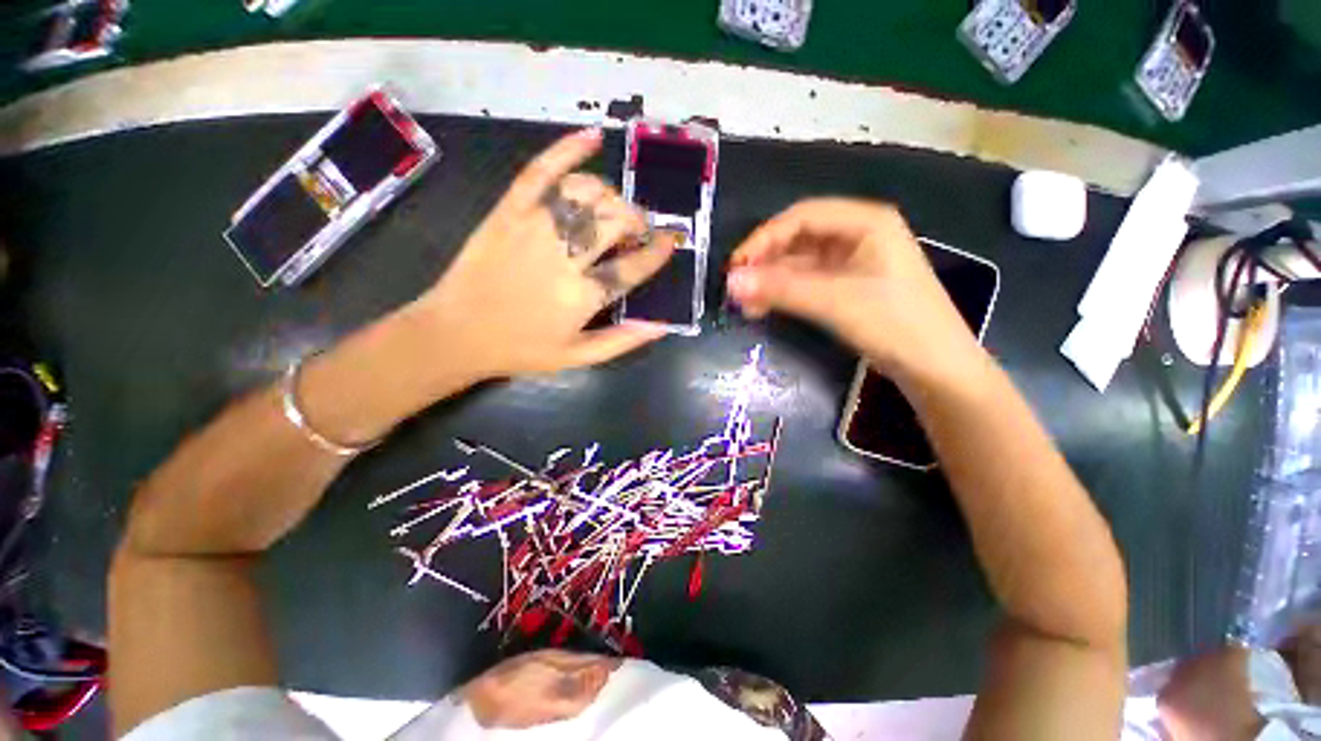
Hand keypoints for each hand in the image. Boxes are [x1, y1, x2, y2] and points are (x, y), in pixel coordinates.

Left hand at [415, 129, 678, 380]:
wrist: (456, 333)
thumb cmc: (522, 348)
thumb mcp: (578, 357)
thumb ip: (622, 341)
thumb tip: (663, 326)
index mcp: (582, 297)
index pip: (633, 266)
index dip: (657, 252)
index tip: (670, 243)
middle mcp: (563, 257)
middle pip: (615, 221)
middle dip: (638, 220)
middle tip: (640, 230)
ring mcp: (534, 228)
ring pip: (587, 193)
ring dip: (611, 196)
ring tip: (614, 209)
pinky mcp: (509, 210)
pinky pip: (541, 170)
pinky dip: (568, 148)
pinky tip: (593, 136)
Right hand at [726, 198, 982, 384]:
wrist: (935, 368)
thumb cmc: (894, 324)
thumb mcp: (834, 301)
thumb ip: (781, 289)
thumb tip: (730, 282)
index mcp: (865, 222)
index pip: (801, 217)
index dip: (764, 238)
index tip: (736, 266)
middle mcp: (857, 235)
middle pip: (798, 239)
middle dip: (765, 263)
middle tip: (736, 288)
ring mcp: (852, 263)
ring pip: (799, 264)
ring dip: (771, 281)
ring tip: (744, 304)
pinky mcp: (847, 287)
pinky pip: (807, 283)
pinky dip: (784, 294)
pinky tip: (763, 307)